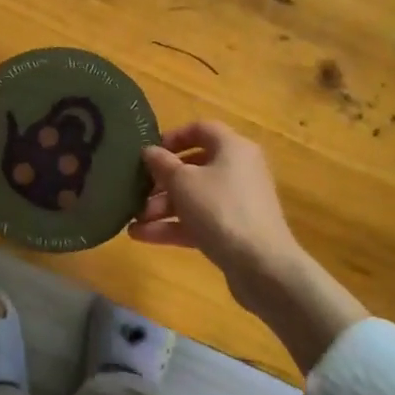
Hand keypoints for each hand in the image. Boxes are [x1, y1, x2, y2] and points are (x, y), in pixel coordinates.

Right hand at [130, 121, 299, 291]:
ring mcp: (237, 202)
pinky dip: (173, 226)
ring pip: (194, 197)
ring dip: (162, 207)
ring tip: (133, 220)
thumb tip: (149, 151)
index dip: (173, 137)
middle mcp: (238, 170)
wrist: (261, 265)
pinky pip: (199, 221)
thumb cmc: (220, 209)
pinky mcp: (234, 231)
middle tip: (137, 190)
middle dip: (161, 180)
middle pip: (194, 167)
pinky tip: (141, 236)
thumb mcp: (183, 182)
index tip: (149, 152)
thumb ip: (162, 164)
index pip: (201, 129)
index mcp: (233, 148)